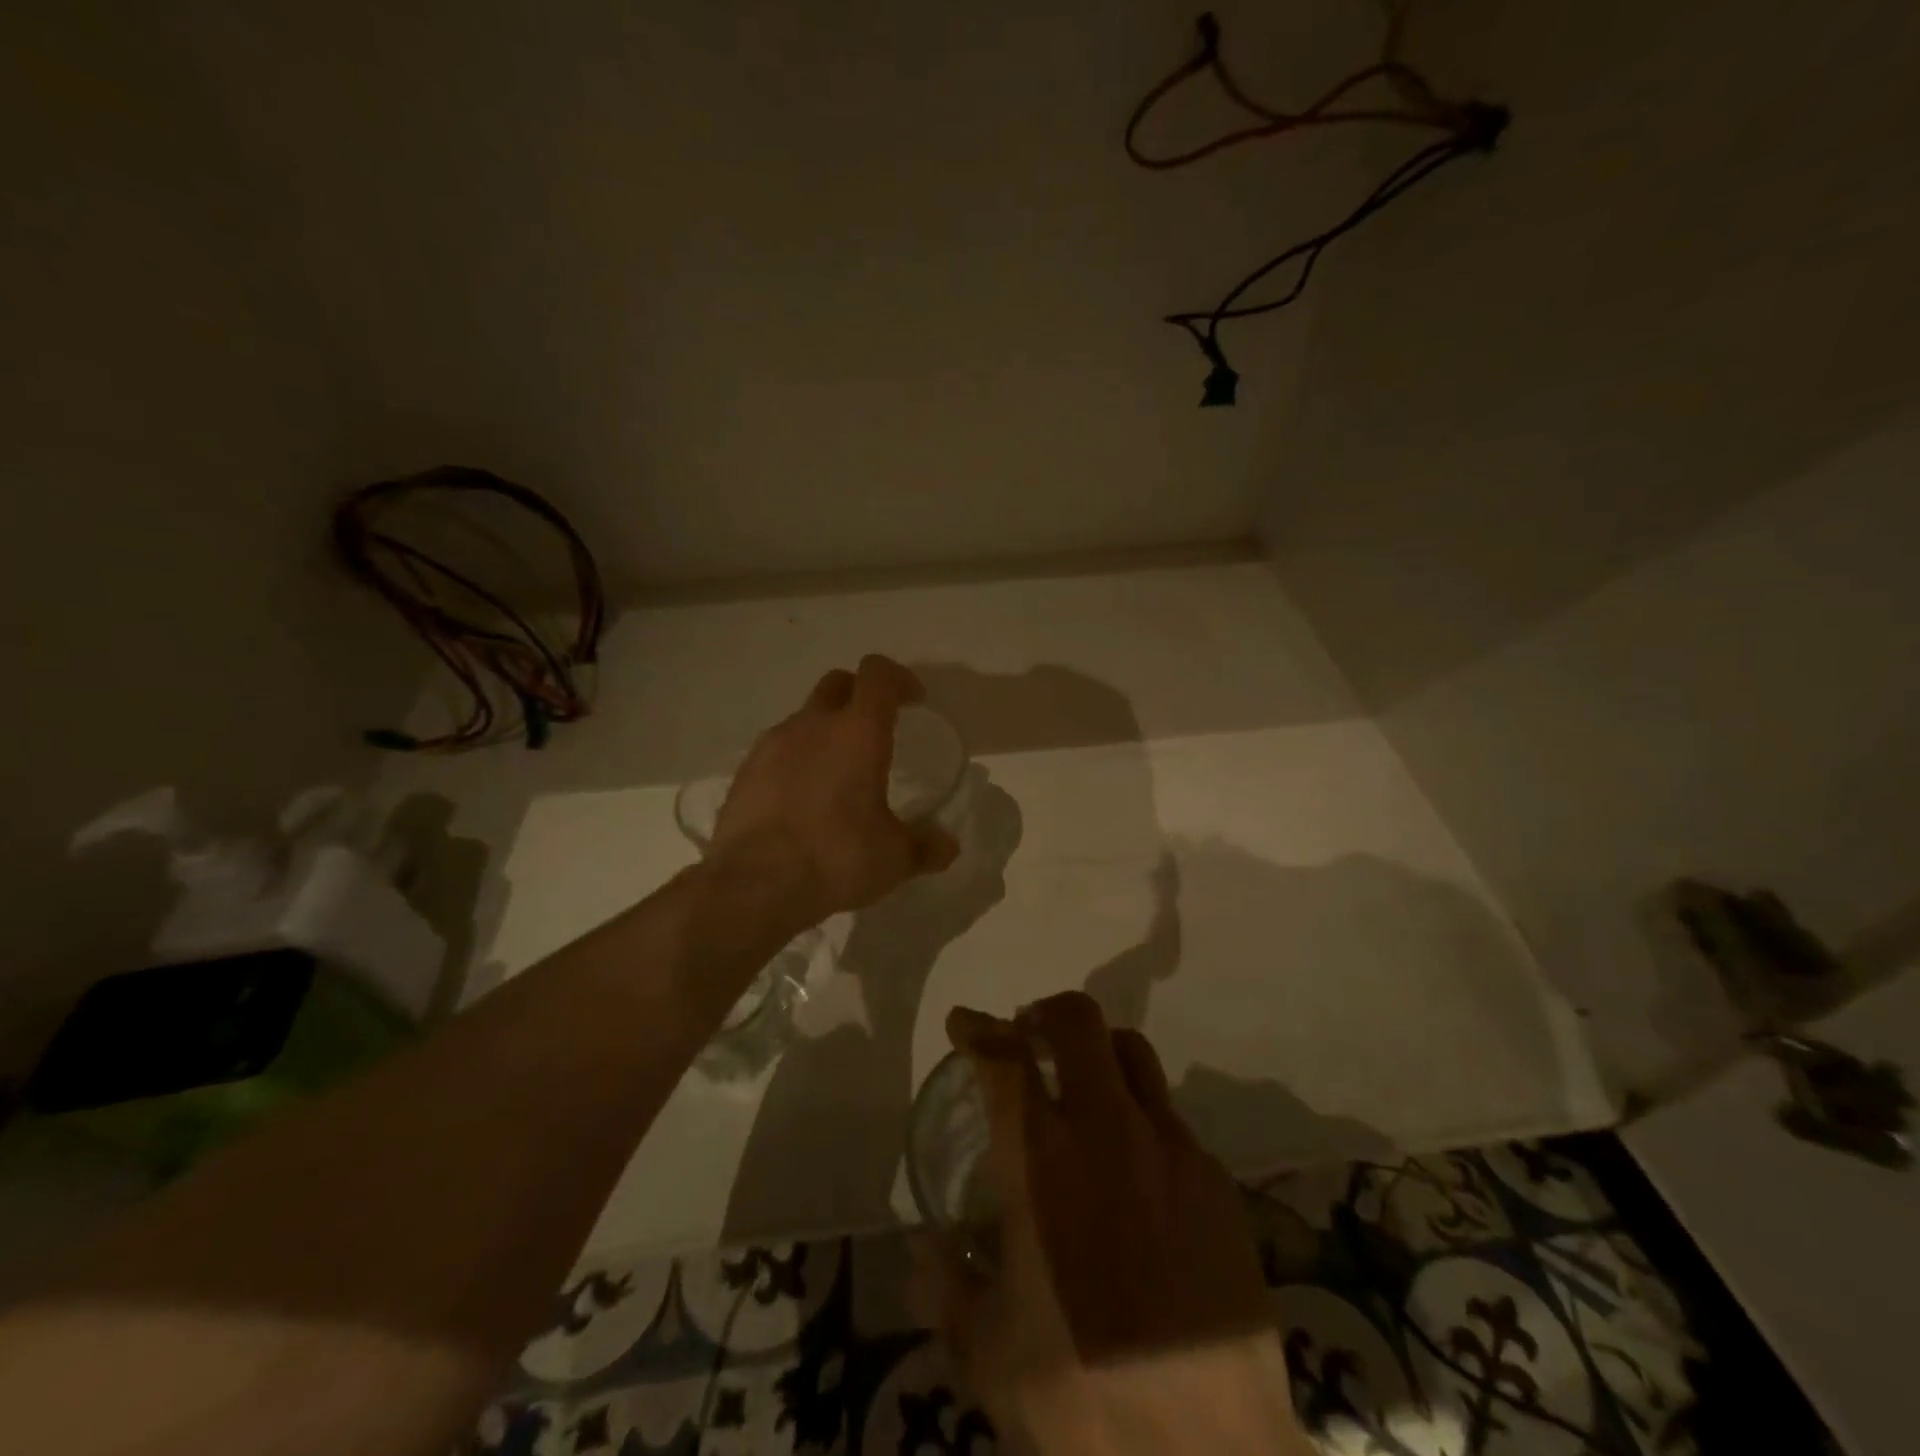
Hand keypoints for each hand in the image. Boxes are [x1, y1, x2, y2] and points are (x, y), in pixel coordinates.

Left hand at [707, 655, 959, 928]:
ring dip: (825, 731)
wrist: (753, 884)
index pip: (878, 675)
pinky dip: (796, 760)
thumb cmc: (836, 857)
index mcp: (858, 732)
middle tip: (876, 730)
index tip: (913, 701)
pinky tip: (803, 798)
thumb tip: (948, 846)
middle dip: (860, 695)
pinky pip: (778, 750)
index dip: (898, 679)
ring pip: (805, 718)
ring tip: (838, 773)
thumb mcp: (894, 859)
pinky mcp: (745, 771)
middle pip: (837, 683)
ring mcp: (772, 744)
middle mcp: (813, 725)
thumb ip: (926, 847)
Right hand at [914, 993, 1311, 1455]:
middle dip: (1044, 1013)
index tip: (964, 1023)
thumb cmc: (1087, 1401)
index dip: (977, 1028)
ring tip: (1080, 1080)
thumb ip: (946, 1291)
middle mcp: (1108, 1131)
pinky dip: (1138, 1114)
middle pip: (1077, 1022)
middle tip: (1027, 1035)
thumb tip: (921, 1251)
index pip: (1003, 1059)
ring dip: (1097, 1049)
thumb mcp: (990, 1357)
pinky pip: (1169, 1115)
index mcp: (1042, 1163)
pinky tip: (1133, 1167)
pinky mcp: (1216, 1178)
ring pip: (1131, 1051)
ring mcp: (1170, 1147)